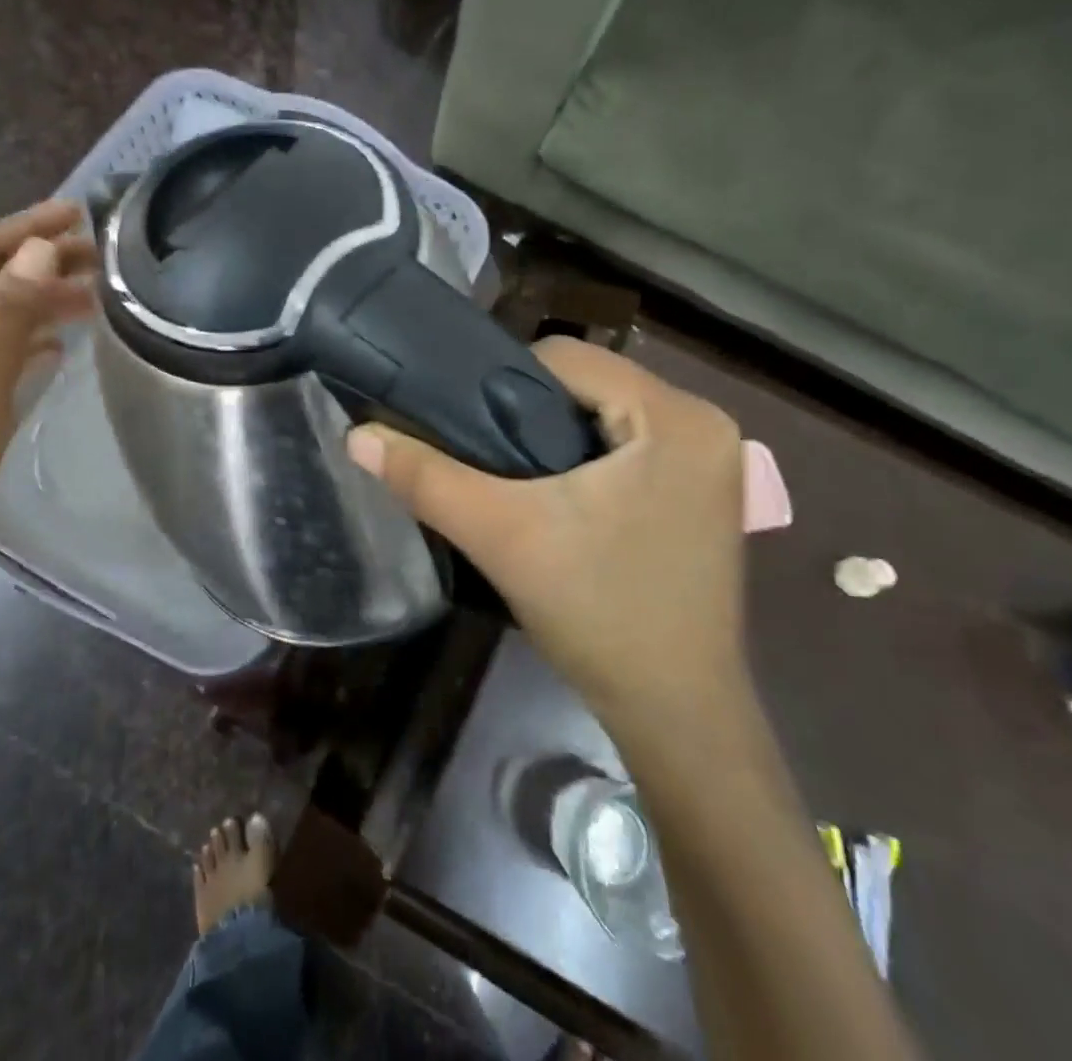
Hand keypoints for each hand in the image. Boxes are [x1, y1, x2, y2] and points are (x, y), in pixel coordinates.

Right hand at [346, 338, 748, 732]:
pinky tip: (560, 496)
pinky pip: (631, 444)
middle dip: (531, 413)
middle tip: (489, 460)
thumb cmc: (598, 614)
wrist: (675, 714)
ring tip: (516, 478)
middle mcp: (705, 422)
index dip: (504, 382)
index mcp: (675, 415)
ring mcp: (713, 458)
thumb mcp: (503, 536)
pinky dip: (589, 458)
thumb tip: (358, 435)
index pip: (567, 357)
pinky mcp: (705, 490)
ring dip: (556, 436)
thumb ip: (427, 479)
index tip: (470, 428)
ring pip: (607, 412)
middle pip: (589, 383)